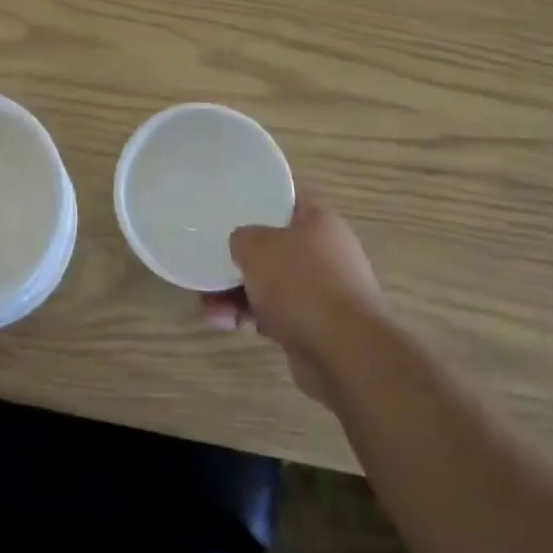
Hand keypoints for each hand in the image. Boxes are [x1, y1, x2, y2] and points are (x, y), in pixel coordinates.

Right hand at [202, 198, 386, 405]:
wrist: (345, 353)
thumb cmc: (301, 283)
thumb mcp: (257, 246)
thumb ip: (242, 237)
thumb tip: (242, 245)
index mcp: (319, 221)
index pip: (286, 199)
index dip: (257, 199)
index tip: (230, 206)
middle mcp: (326, 252)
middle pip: (274, 246)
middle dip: (240, 258)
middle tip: (211, 262)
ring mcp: (323, 292)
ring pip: (271, 284)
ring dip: (237, 293)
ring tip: (207, 304)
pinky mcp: (316, 327)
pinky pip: (276, 314)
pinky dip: (250, 317)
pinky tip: (222, 323)